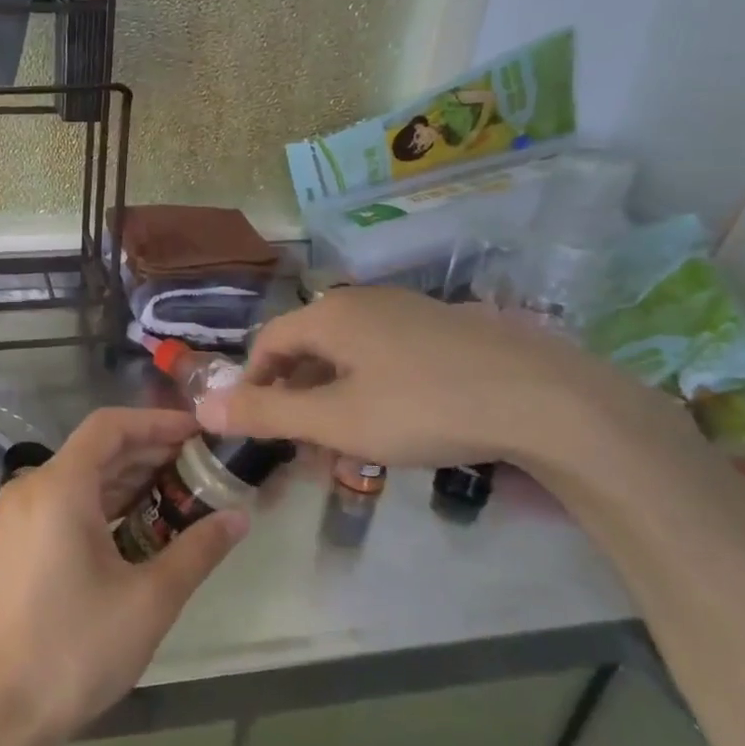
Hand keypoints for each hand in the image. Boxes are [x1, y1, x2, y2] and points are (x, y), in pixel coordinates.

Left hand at [0, 408, 248, 745]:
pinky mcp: (18, 540)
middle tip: (202, 466)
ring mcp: (20, 514)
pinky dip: (106, 503)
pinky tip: (143, 523)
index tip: (199, 433)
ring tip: (183, 492)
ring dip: (130, 479)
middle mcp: (32, 487)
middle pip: (98, 450)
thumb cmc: (77, 648)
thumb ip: (198, 550)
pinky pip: (68, 502)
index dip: (157, 422)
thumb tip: (239, 517)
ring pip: (83, 477)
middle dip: (150, 452)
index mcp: (59, 487)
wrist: (3, 711)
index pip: (110, 427)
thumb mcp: (150, 599)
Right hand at [198, 286, 667, 473]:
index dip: (252, 383)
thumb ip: (266, 414)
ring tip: (345, 442)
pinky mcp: (444, 328)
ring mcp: (408, 310)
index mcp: (330, 314)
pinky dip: (369, 386)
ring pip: (348, 353)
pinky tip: (393, 421)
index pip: (267, 342)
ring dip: (332, 395)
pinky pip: (384, 354)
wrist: (543, 399)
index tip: (256, 427)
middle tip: (301, 445)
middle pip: (307, 346)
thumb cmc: (422, 407)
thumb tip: (201, 406)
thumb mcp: (336, 420)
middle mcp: (363, 301)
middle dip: (294, 396)